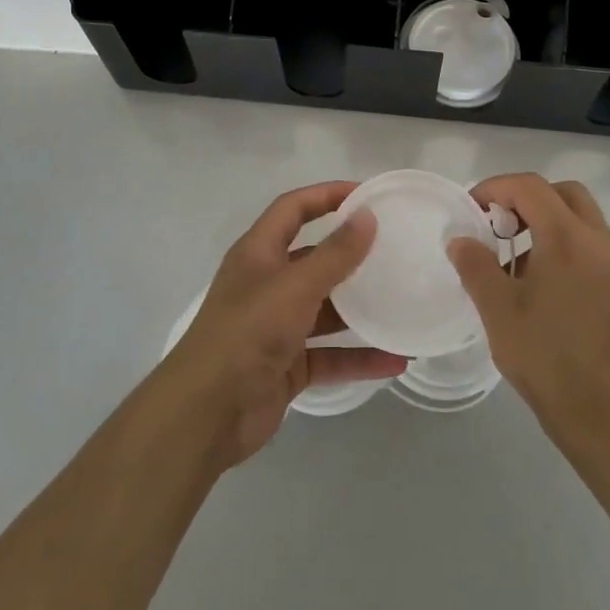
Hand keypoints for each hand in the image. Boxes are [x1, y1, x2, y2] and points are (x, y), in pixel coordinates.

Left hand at [161, 181, 407, 466]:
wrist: (206, 415)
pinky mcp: (288, 366)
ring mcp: (277, 327)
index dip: (326, 195)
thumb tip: (367, 216)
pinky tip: (396, 360)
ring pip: (327, 310)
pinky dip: (360, 357)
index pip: (293, 209)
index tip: (368, 196)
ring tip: (404, 303)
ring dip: (361, 310)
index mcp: (258, 253)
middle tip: (395, 249)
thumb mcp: (294, 287)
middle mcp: (267, 284)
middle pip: (314, 258)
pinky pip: (331, 355)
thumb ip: (334, 254)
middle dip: (351, 254)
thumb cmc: (247, 334)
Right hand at [449, 174, 609, 448]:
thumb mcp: (498, 311)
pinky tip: (545, 289)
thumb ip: (476, 266)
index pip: (531, 187)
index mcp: (569, 238)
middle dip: (528, 199)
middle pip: (564, 194)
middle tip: (499, 225)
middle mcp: (601, 242)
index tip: (472, 208)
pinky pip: (594, 250)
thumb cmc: (548, 358)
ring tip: (516, 262)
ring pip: (583, 221)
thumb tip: (460, 239)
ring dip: (549, 224)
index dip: (496, 188)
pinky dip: (567, 249)